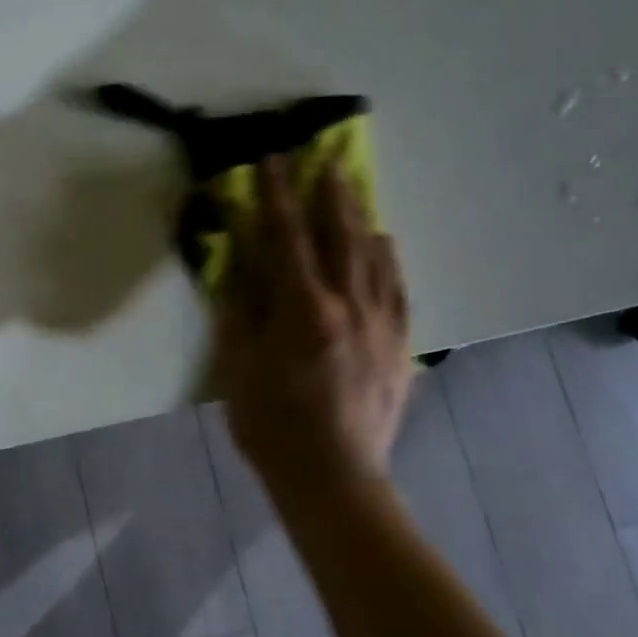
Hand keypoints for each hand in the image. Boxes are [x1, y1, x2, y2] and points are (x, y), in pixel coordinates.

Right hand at [214, 157, 413, 484]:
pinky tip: (385, 245)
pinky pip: (398, 290)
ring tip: (354, 190)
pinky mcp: (400, 347)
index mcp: (303, 311)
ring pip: (374, 258)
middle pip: (340, 237)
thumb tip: (240, 266)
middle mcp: (349, 307)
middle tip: (325, 159)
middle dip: (330, 194)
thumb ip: (240, 313)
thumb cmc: (272, 426)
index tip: (273, 160)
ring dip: (360, 218)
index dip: (277, 196)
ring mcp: (381, 326)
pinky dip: (389, 260)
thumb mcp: (238, 369)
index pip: (287, 239)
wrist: (333, 477)